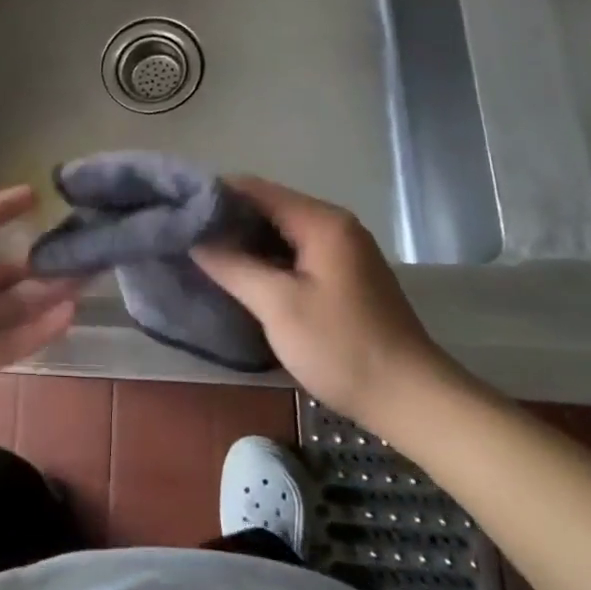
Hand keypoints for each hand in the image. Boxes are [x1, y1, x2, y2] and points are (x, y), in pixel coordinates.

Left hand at [0, 183, 76, 457]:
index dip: (0, 209)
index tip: (35, 195)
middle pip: (0, 266)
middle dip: (36, 254)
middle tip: (76, 242)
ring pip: (12, 304)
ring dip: (47, 289)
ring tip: (85, 275)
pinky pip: (10, 344)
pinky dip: (39, 330)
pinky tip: (68, 313)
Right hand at [194, 177, 459, 430]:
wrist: (413, 400)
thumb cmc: (342, 347)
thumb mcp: (278, 305)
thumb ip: (233, 266)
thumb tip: (194, 239)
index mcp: (321, 222)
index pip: (255, 189)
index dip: (215, 196)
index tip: (177, 210)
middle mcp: (333, 225)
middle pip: (268, 207)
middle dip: (227, 220)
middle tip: (184, 235)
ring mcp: (341, 251)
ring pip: (280, 232)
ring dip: (244, 241)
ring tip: (202, 254)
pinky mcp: (343, 276)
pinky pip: (294, 253)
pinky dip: (266, 259)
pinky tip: (239, 276)